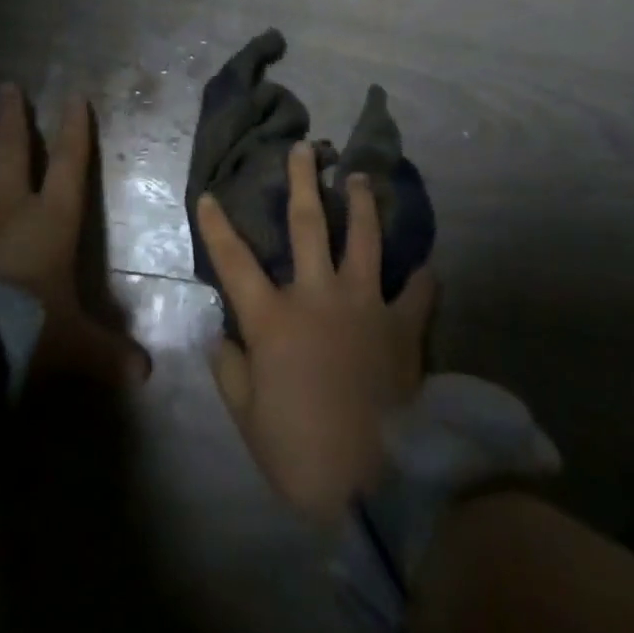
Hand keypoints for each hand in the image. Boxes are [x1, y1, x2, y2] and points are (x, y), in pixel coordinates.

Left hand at [0, 83, 149, 387]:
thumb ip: (108, 354)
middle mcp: (9, 208)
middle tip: (6, 86)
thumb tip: (146, 375)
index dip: (76, 130)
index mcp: (52, 219)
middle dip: (14, 119)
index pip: (71, 164)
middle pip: (14, 152)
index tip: (75, 96)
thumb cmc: (28, 326)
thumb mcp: (74, 344)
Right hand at [199, 140, 436, 529]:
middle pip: (308, 225)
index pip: (235, 262)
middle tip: (305, 148)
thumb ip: (231, 372)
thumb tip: (221, 336)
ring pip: (364, 237)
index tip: (209, 194)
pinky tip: (424, 266)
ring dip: (362, 203)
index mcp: (274, 319)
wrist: (375, 484)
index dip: (218, 226)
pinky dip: (421, 278)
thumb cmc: (301, 453)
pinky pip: (417, 291)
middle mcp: (319, 296)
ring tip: (361, 178)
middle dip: (304, 181)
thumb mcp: (249, 420)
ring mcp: (366, 304)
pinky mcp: (404, 325)